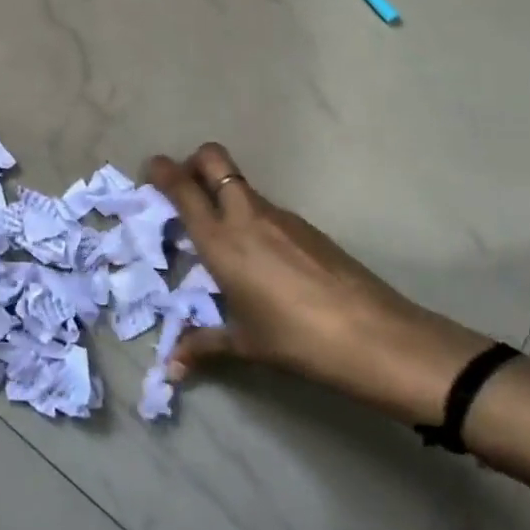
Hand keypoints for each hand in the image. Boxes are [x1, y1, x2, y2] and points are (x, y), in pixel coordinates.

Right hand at [147, 143, 487, 423]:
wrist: (377, 337)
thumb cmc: (297, 339)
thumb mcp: (245, 343)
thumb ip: (203, 346)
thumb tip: (171, 370)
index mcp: (221, 240)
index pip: (184, 189)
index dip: (163, 171)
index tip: (153, 169)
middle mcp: (246, 216)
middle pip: (214, 159)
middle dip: (193, 163)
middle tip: (185, 190)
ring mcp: (281, 216)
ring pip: (241, 185)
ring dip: (223, 193)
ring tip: (222, 236)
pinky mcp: (307, 226)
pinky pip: (267, 208)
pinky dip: (251, 216)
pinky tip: (261, 257)